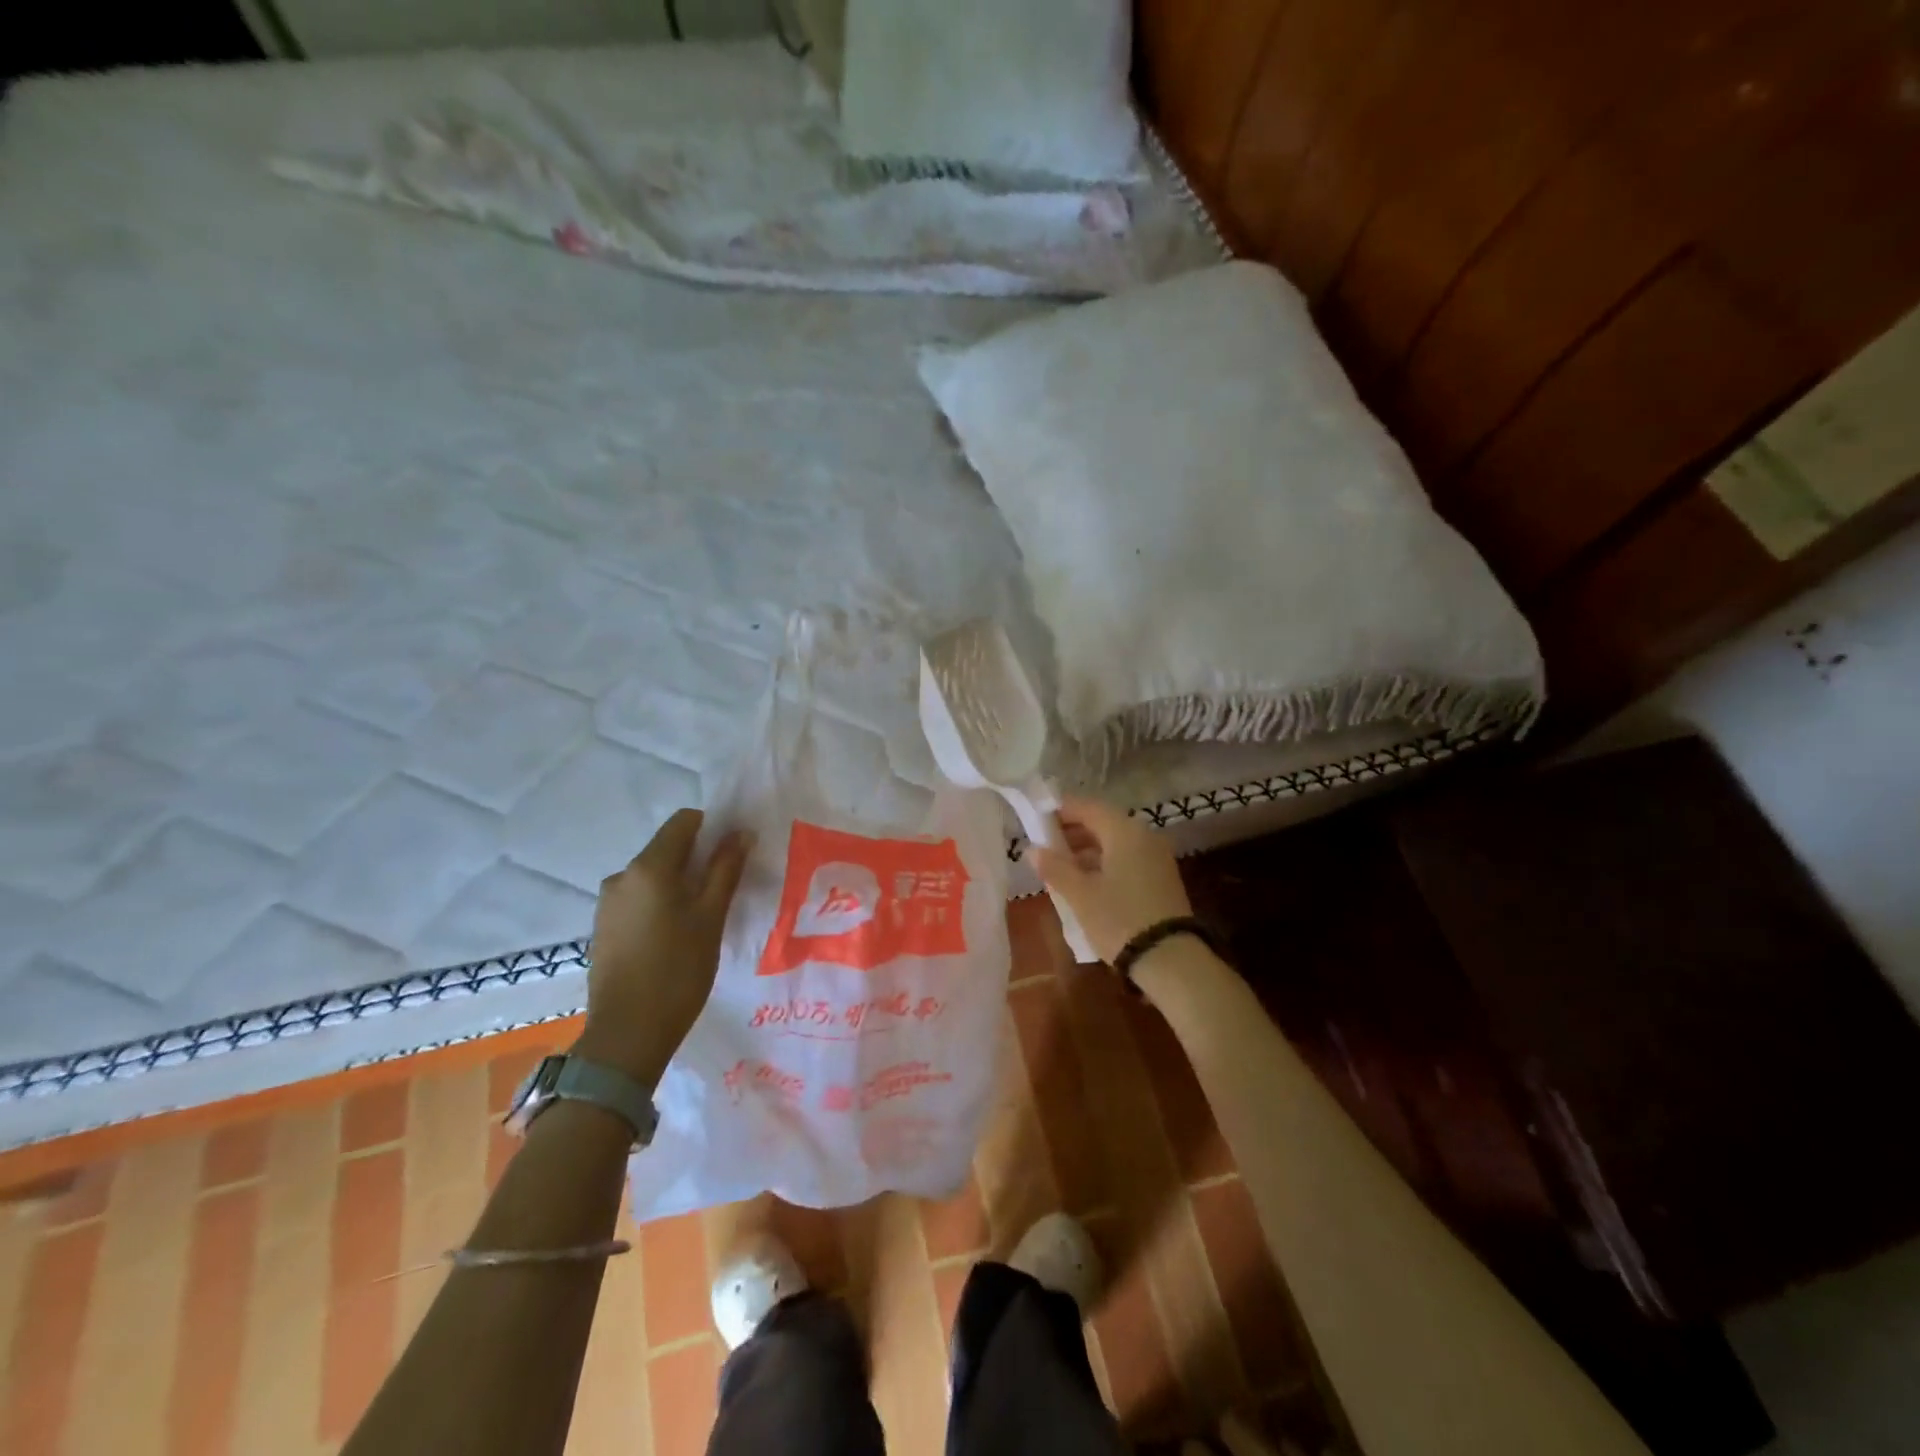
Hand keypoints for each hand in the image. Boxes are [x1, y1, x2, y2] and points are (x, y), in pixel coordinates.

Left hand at [573, 808, 749, 1088]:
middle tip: (723, 893)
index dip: (712, 829)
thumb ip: (726, 869)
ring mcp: (607, 903)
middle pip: (667, 848)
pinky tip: (674, 938)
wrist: (627, 1035)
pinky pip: (639, 899)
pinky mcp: (603, 927)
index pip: (684, 821)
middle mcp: (622, 876)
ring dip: (679, 885)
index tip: (732, 856)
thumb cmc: (679, 971)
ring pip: (653, 876)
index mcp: (649, 867)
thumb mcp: (711, 917)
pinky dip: (660, 905)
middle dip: (697, 861)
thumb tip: (740, 832)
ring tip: (700, 921)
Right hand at [1028, 795, 1191, 964]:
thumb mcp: (1080, 895)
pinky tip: (1086, 882)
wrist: (1171, 960)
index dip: (1060, 811)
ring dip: (1087, 850)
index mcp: (1124, 831)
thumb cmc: (1119, 919)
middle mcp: (1144, 836)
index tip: (1036, 820)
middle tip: (1045, 846)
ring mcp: (1157, 857)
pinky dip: (1105, 863)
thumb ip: (1054, 867)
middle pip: (1102, 823)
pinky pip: (1127, 858)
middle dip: (1072, 832)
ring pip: (1115, 842)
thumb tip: (1032, 849)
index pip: (1087, 807)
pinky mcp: (1162, 878)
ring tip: (1060, 868)